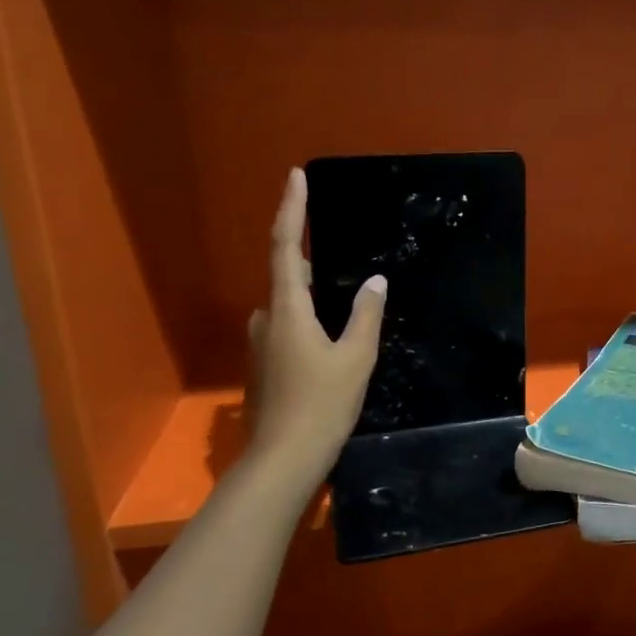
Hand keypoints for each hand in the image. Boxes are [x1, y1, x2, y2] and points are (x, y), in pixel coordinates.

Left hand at [243, 168, 384, 480]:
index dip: (291, 209)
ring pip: (288, 304)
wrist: (283, 459)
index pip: (286, 246)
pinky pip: (288, 326)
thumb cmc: (322, 404)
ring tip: (344, 294)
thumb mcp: (355, 357)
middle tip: (338, 244)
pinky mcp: (265, 365)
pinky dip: (308, 318)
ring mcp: (261, 344)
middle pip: (287, 275)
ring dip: (311, 293)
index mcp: (287, 309)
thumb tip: (374, 281)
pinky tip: (331, 335)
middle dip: (309, 256)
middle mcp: (266, 319)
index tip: (296, 176)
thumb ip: (365, 315)